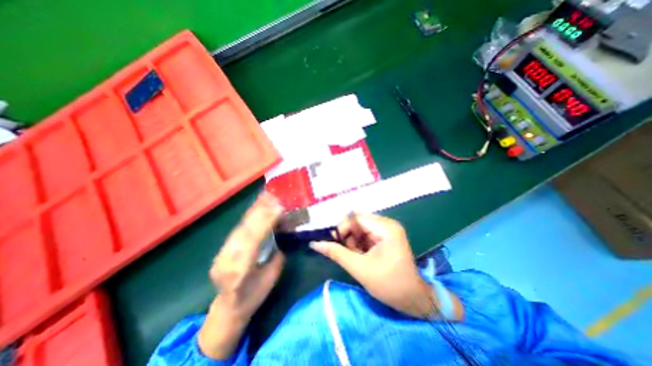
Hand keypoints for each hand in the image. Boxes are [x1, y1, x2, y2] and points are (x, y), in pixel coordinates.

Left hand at [196, 193, 282, 358]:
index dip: (265, 223)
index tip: (278, 208)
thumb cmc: (253, 297)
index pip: (252, 242)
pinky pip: (237, 229)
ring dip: (254, 210)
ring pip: (240, 227)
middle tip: (275, 198)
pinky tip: (256, 206)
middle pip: (244, 231)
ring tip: (266, 197)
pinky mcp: (222, 249)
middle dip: (261, 212)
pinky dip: (248, 216)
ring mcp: (221, 254)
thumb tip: (281, 233)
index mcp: (240, 272)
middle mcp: (227, 261)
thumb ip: (276, 256)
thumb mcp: (271, 279)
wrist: (228, 309)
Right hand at [312, 213, 462, 318]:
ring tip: (357, 257)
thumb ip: (336, 253)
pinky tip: (362, 256)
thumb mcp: (359, 268)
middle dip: (348, 237)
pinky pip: (366, 235)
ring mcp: (387, 230)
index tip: (333, 243)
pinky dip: (359, 245)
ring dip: (353, 242)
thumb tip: (315, 244)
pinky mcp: (386, 237)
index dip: (342, 228)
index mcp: (385, 227)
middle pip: (358, 222)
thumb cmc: (389, 284)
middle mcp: (387, 224)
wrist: (413, 300)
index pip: (355, 218)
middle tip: (347, 253)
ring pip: (360, 229)